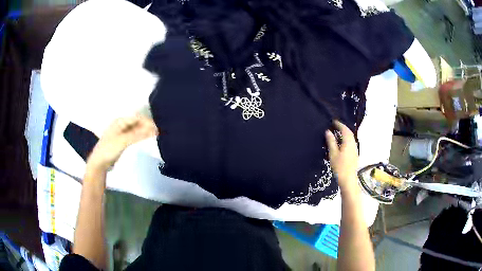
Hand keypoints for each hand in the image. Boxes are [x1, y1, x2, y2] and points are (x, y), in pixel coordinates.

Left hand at [87, 114, 158, 170]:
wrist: (99, 162)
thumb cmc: (109, 149)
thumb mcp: (123, 141)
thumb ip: (138, 134)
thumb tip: (153, 129)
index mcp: (120, 121)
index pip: (137, 118)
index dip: (147, 121)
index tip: (157, 128)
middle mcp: (120, 124)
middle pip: (136, 122)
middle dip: (146, 125)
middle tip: (158, 132)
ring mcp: (120, 133)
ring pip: (135, 129)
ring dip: (143, 131)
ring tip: (154, 135)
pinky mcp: (121, 141)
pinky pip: (132, 135)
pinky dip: (139, 136)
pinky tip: (144, 138)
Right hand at [325, 121, 358, 192]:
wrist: (348, 180)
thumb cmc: (340, 167)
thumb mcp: (333, 153)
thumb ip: (331, 142)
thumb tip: (328, 131)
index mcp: (348, 142)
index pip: (344, 129)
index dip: (339, 124)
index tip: (333, 121)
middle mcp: (353, 144)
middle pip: (349, 133)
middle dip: (342, 128)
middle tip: (335, 125)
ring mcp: (355, 149)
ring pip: (350, 138)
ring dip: (345, 134)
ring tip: (337, 133)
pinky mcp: (354, 154)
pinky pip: (350, 143)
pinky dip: (346, 139)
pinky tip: (341, 143)